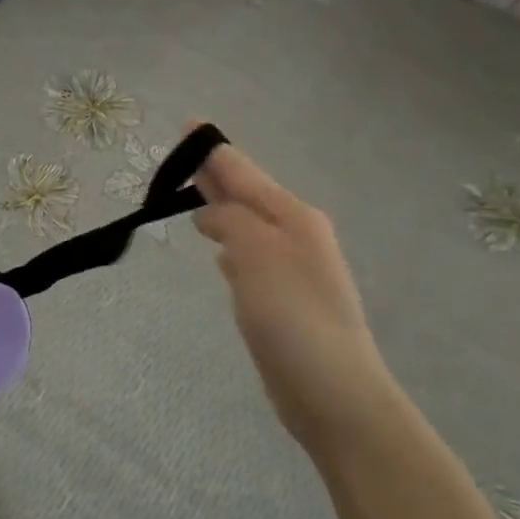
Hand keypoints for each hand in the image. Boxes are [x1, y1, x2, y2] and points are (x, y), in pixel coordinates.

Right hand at [191, 137, 401, 451]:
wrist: (334, 393)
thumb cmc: (292, 317)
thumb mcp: (256, 255)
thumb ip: (230, 221)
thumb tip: (212, 215)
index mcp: (292, 217)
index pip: (244, 172)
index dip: (214, 151)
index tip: (189, 125)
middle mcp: (296, 235)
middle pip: (247, 195)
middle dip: (217, 175)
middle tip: (185, 155)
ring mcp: (291, 269)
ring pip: (247, 225)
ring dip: (222, 209)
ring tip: (194, 197)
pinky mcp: (282, 301)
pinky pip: (249, 256)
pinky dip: (229, 244)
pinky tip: (218, 252)